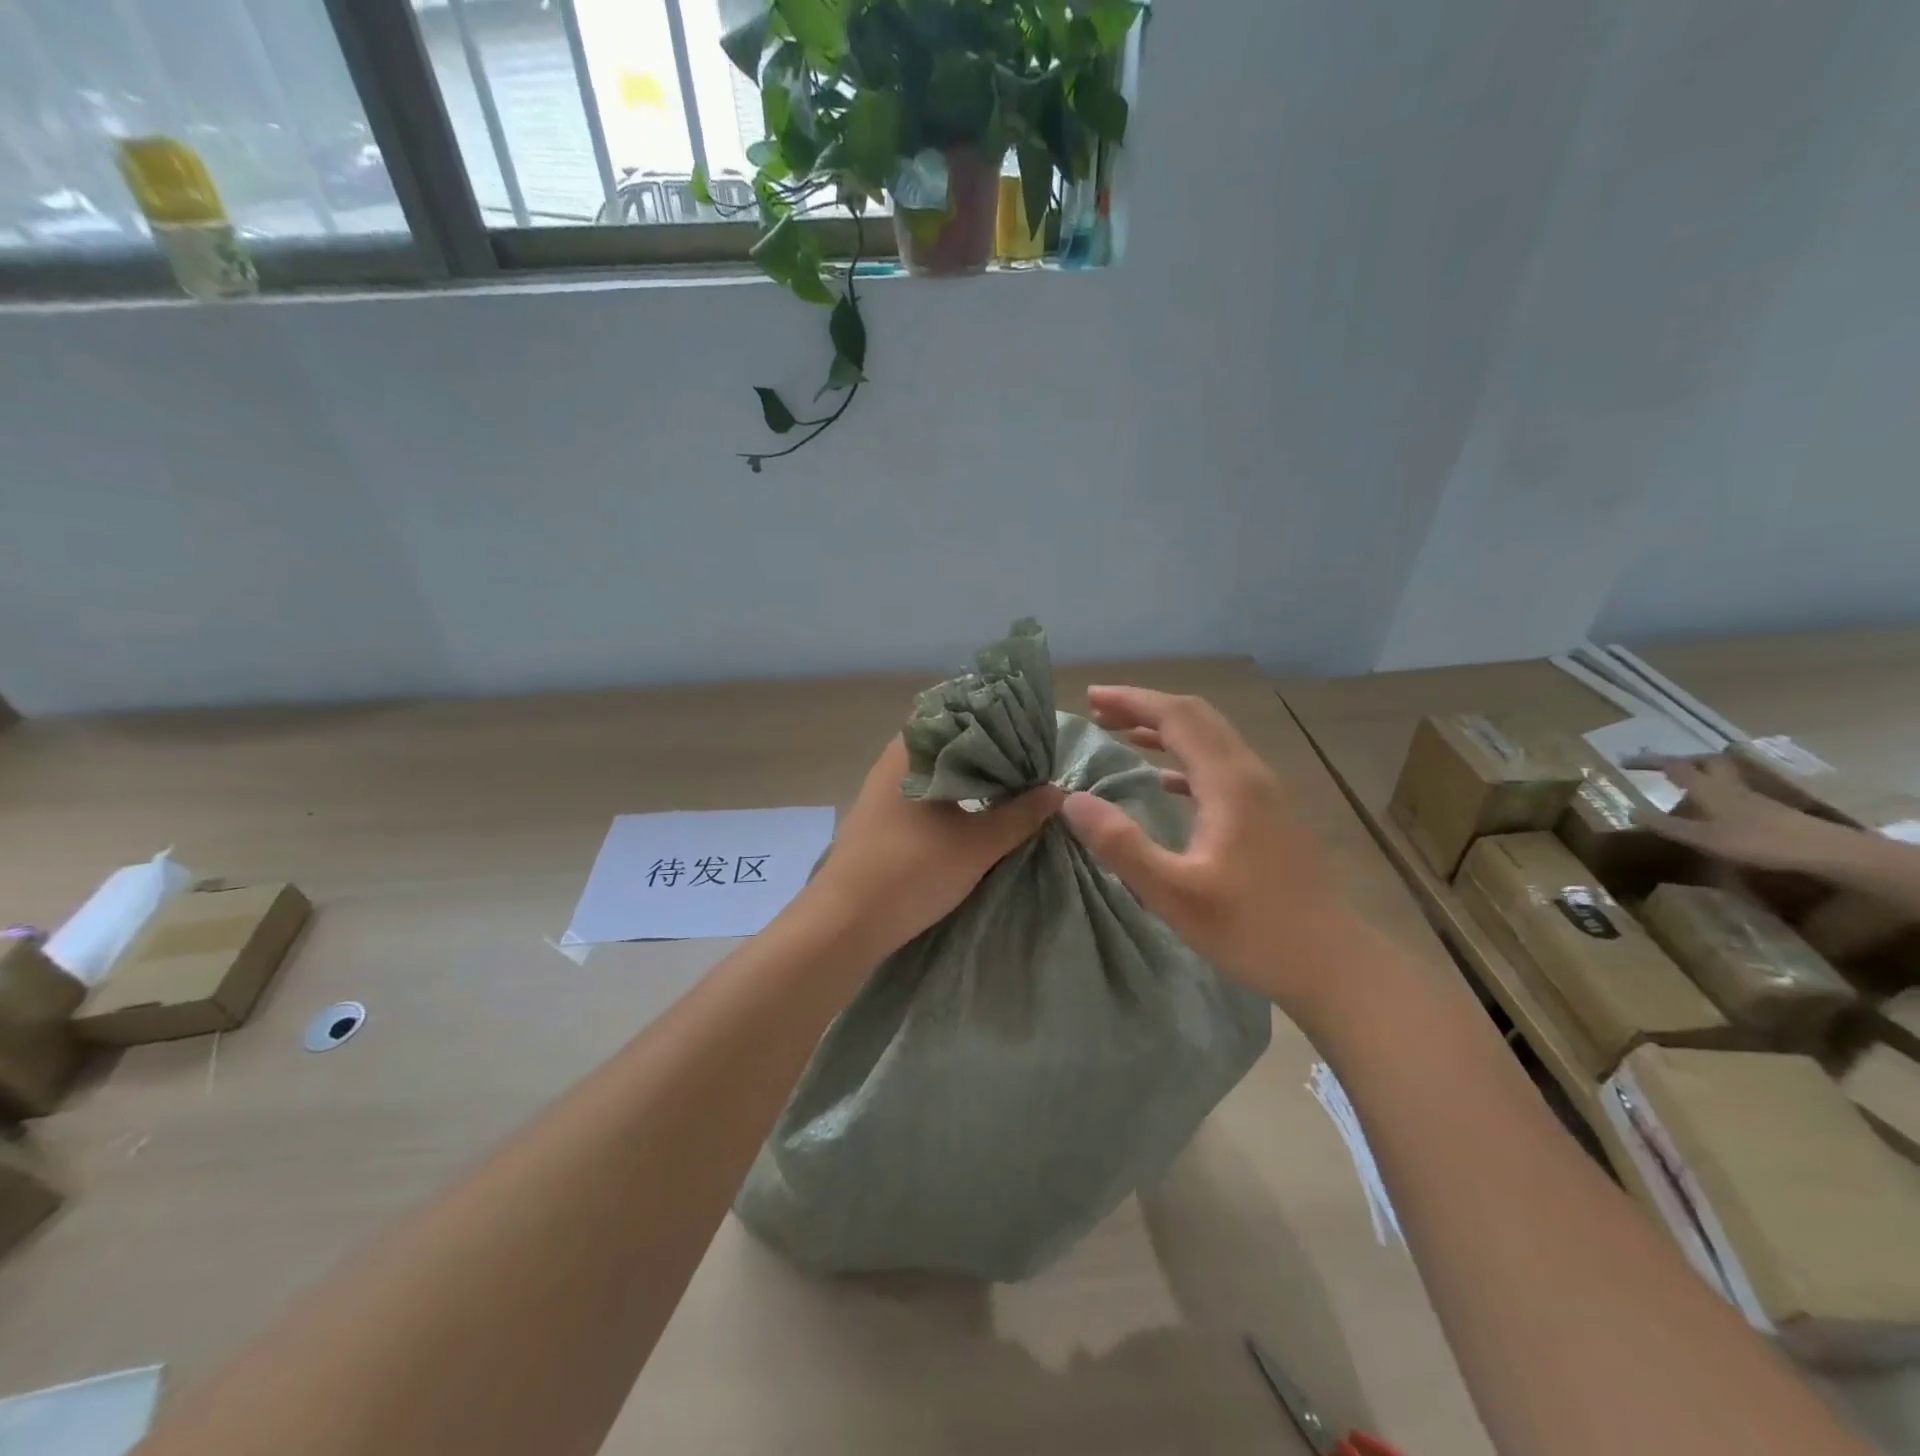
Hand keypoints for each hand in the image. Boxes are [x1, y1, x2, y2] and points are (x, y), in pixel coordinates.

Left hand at [802, 736, 1063, 961]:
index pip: (958, 713)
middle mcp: (893, 761)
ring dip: (969, 776)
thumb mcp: (976, 845)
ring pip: (935, 770)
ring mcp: (882, 791)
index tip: (1029, 731)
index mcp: (911, 751)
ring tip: (1010, 785)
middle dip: (988, 751)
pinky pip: (923, 793)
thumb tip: (1057, 791)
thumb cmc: (911, 871)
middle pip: (948, 742)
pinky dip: (950, 796)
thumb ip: (1019, 816)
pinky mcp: (880, 819)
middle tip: (1029, 761)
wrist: (844, 924)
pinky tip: (974, 812)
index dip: (996, 719)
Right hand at [1060, 686, 1358, 1013]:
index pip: (1177, 717)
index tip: (1089, 696)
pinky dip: (1184, 759)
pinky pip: (1220, 766)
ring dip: (1165, 729)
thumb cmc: (1252, 929)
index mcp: (1229, 783)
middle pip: (1196, 717)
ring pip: (1211, 739)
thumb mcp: (1174, 894)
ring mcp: (1264, 794)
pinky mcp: (1268, 815)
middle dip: (1145, 707)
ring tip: (1121, 734)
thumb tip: (1072, 800)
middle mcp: (1250, 775)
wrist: (1332, 963)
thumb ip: (1121, 845)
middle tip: (1098, 712)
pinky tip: (1163, 781)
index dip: (1131, 701)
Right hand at [1631, 755, 1864, 872]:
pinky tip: (1713, 809)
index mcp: (1708, 788)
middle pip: (1705, 762)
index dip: (1648, 762)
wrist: (1821, 850)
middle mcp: (1728, 786)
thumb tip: (1629, 811)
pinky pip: (1733, 791)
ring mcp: (1751, 796)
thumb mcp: (1701, 837)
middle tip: (1662, 769)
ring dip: (1701, 775)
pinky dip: (1716, 792)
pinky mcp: (1767, 809)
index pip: (1673, 766)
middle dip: (1682, 761)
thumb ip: (1666, 825)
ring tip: (1684, 787)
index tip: (1624, 761)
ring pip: (1722, 776)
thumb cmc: (1755, 841)